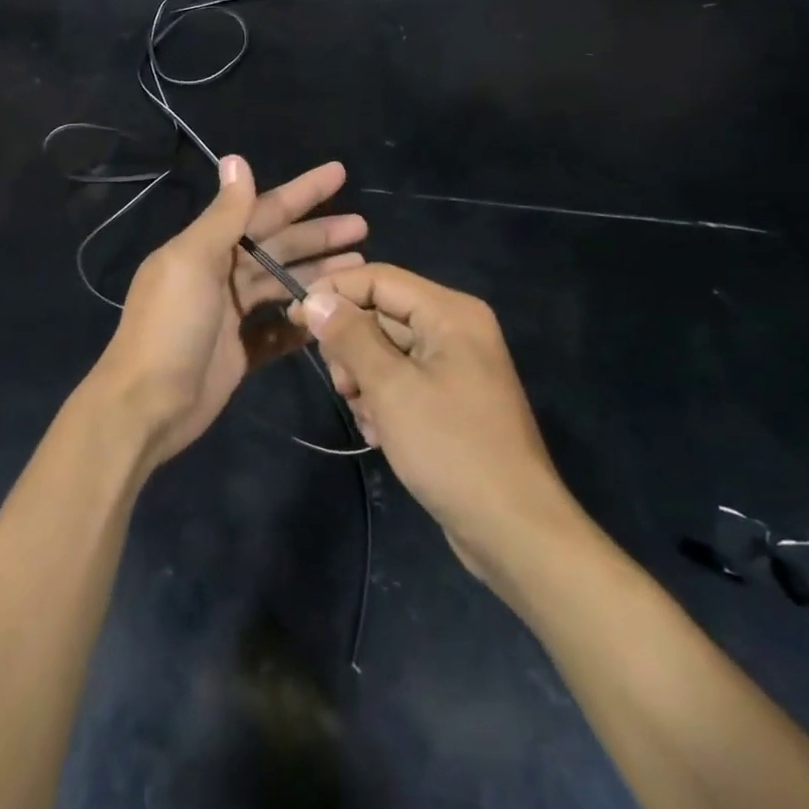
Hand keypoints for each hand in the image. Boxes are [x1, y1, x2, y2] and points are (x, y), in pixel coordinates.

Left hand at [90, 157, 365, 468]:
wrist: (146, 406)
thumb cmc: (170, 327)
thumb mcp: (193, 262)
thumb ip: (223, 215)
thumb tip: (236, 159)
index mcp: (206, 248)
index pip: (262, 210)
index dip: (301, 192)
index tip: (339, 174)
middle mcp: (220, 275)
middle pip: (279, 247)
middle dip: (318, 235)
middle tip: (363, 226)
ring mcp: (231, 315)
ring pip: (283, 285)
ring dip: (318, 274)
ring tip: (360, 265)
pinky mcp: (241, 351)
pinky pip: (280, 330)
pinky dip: (302, 322)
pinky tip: (334, 313)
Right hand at [291, 265, 569, 582]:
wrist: (513, 530)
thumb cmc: (451, 448)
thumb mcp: (391, 388)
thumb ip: (350, 337)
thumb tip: (315, 300)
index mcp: (450, 313)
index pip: (379, 279)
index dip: (334, 292)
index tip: (295, 319)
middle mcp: (455, 329)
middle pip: (381, 314)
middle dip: (351, 347)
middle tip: (342, 385)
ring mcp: (455, 366)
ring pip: (386, 351)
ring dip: (364, 380)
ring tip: (366, 416)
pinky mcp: (450, 399)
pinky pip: (401, 380)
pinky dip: (383, 401)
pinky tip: (381, 433)